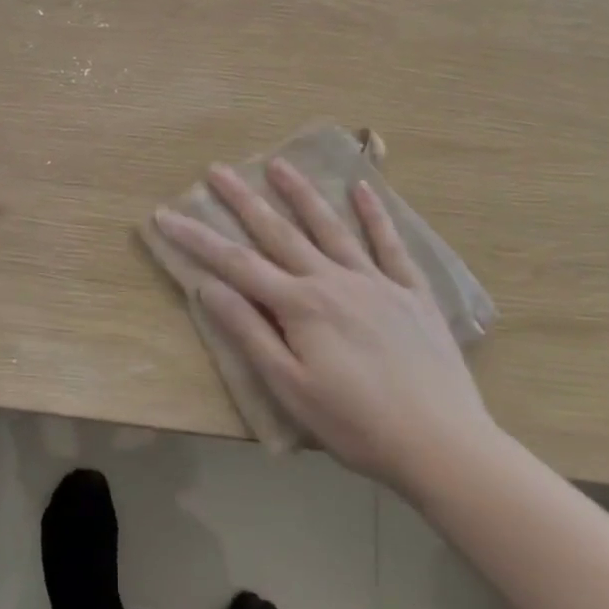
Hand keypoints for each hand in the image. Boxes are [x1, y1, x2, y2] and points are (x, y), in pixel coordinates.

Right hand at [153, 160, 494, 488]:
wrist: (443, 445)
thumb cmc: (356, 425)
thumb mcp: (290, 387)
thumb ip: (250, 332)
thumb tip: (209, 287)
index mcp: (300, 305)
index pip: (235, 263)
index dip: (197, 238)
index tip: (165, 214)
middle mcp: (333, 280)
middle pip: (279, 232)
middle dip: (244, 199)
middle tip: (217, 169)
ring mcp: (376, 282)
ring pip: (330, 227)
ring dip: (301, 193)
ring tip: (278, 163)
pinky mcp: (411, 293)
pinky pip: (390, 245)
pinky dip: (375, 215)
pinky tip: (363, 188)